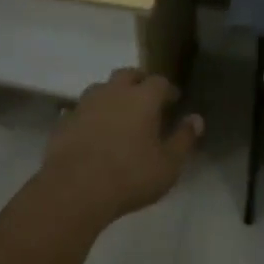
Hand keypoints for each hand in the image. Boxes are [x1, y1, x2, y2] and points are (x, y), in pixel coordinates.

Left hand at [39, 67, 202, 226]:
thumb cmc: (130, 176)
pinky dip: (92, 114)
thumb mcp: (168, 165)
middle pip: (128, 74)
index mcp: (143, 98)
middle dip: (139, 82)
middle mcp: (114, 91)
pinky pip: (83, 109)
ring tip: (119, 113)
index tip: (173, 100)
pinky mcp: (66, 119)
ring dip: (113, 94)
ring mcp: (87, 102)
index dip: (168, 89)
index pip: (160, 81)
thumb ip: (184, 140)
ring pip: (103, 87)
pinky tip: (94, 130)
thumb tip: (197, 119)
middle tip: (146, 99)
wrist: (74, 189)